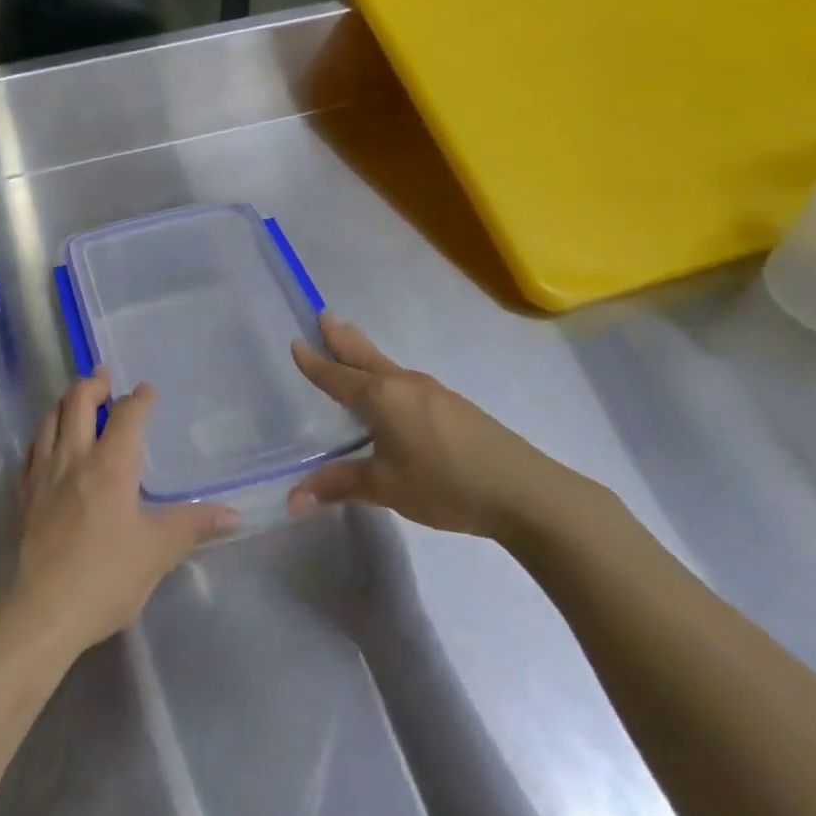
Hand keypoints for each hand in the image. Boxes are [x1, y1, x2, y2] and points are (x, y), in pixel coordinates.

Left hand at [8, 372, 237, 657]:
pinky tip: (47, 447)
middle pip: (77, 403)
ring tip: (75, 402)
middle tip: (103, 377)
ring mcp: (41, 476)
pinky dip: (42, 437)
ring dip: (64, 404)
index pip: (126, 415)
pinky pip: (30, 452)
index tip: (147, 390)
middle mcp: (72, 459)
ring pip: (48, 421)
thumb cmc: (104, 578)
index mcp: (110, 466)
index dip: (139, 398)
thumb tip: (234, 514)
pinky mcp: (20, 496)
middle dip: (92, 384)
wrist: (37, 613)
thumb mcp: (157, 553)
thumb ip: (193, 526)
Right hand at [288, 314, 574, 538]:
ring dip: (365, 354)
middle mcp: (403, 384)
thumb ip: (339, 486)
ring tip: (352, 349)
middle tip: (324, 315)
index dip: (314, 363)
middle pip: (364, 355)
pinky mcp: (454, 406)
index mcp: (380, 397)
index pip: (337, 376)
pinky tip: (394, 392)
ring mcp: (433, 392)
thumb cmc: (444, 484)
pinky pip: (407, 382)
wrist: (523, 491)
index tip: (296, 343)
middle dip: (341, 338)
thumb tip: (292, 500)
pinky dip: (387, 375)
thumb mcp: (385, 487)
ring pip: (388, 366)